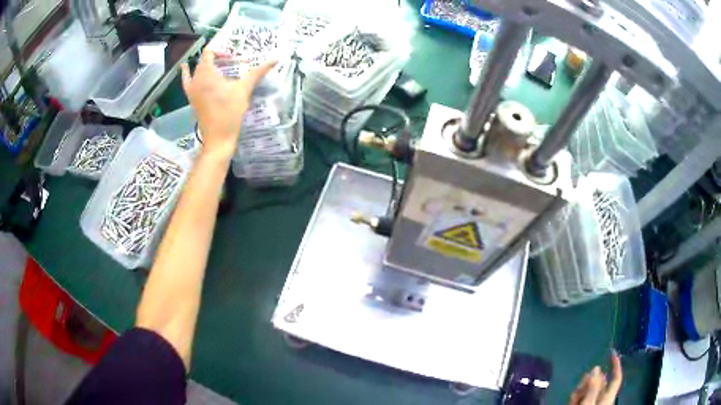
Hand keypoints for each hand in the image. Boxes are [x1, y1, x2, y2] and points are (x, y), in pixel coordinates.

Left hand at [180, 50, 274, 157]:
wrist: (218, 138)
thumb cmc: (230, 112)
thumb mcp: (244, 90)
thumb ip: (257, 72)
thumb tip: (275, 59)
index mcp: (206, 73)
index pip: (210, 52)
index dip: (221, 50)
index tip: (233, 56)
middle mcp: (196, 78)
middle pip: (203, 60)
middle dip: (216, 57)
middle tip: (231, 60)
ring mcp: (191, 89)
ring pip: (196, 70)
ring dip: (205, 64)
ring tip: (216, 62)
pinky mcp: (191, 98)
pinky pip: (186, 81)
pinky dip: (186, 73)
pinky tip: (185, 68)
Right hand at [569, 351, 622, 404]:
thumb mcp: (588, 403)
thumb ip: (593, 387)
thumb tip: (597, 367)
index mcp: (608, 396)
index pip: (616, 377)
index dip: (616, 364)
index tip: (612, 351)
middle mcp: (602, 399)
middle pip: (600, 384)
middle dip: (590, 381)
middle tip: (582, 381)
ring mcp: (593, 404)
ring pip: (588, 391)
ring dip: (581, 390)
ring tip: (574, 395)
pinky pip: (581, 399)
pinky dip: (576, 398)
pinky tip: (571, 399)